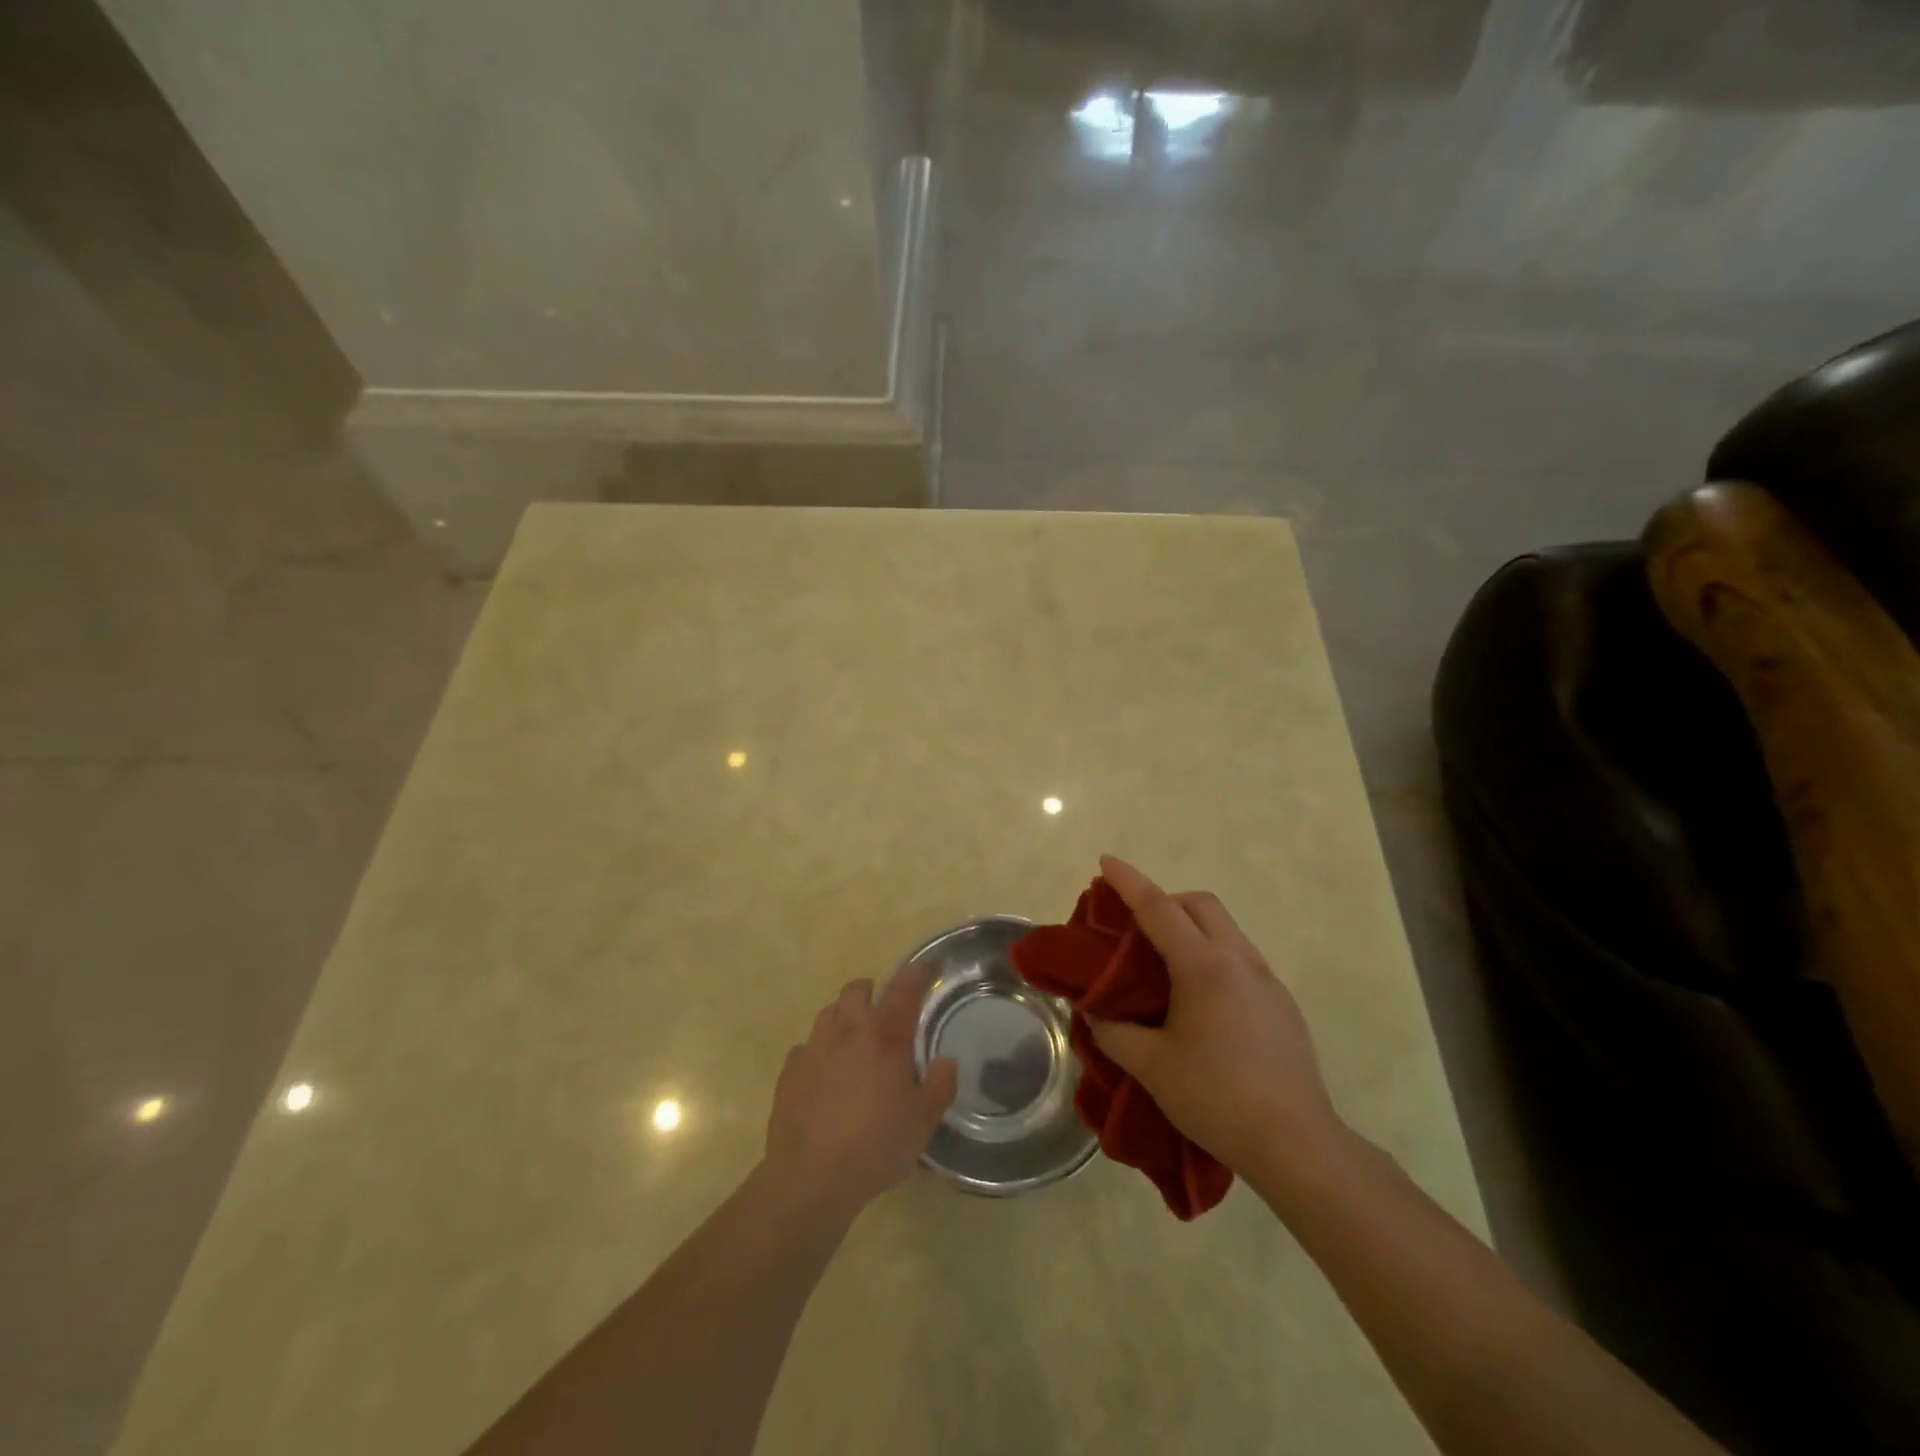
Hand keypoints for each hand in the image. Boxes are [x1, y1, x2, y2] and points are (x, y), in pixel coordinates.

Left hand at [764, 971, 957, 1219]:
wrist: (810, 1176)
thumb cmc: (875, 1146)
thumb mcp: (922, 1123)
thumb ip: (938, 1087)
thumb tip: (947, 1061)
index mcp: (885, 1039)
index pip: (903, 993)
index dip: (914, 976)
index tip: (922, 967)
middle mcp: (848, 1033)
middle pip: (855, 992)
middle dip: (868, 990)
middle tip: (878, 1003)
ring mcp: (814, 1050)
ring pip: (827, 1014)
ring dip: (841, 1016)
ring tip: (850, 1035)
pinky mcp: (789, 1073)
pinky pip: (804, 1048)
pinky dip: (816, 1051)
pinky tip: (821, 1071)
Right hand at [1088, 855, 1345, 1177]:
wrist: (1297, 1144)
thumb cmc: (1217, 1098)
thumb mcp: (1151, 1067)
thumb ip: (1114, 1032)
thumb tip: (1095, 1013)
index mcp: (1204, 967)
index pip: (1159, 908)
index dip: (1129, 882)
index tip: (1106, 861)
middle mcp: (1239, 960)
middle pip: (1201, 904)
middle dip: (1166, 901)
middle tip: (1136, 930)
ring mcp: (1267, 980)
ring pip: (1224, 929)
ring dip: (1191, 929)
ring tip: (1164, 967)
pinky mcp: (1281, 1003)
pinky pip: (1240, 958)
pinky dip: (1212, 956)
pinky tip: (1200, 1002)